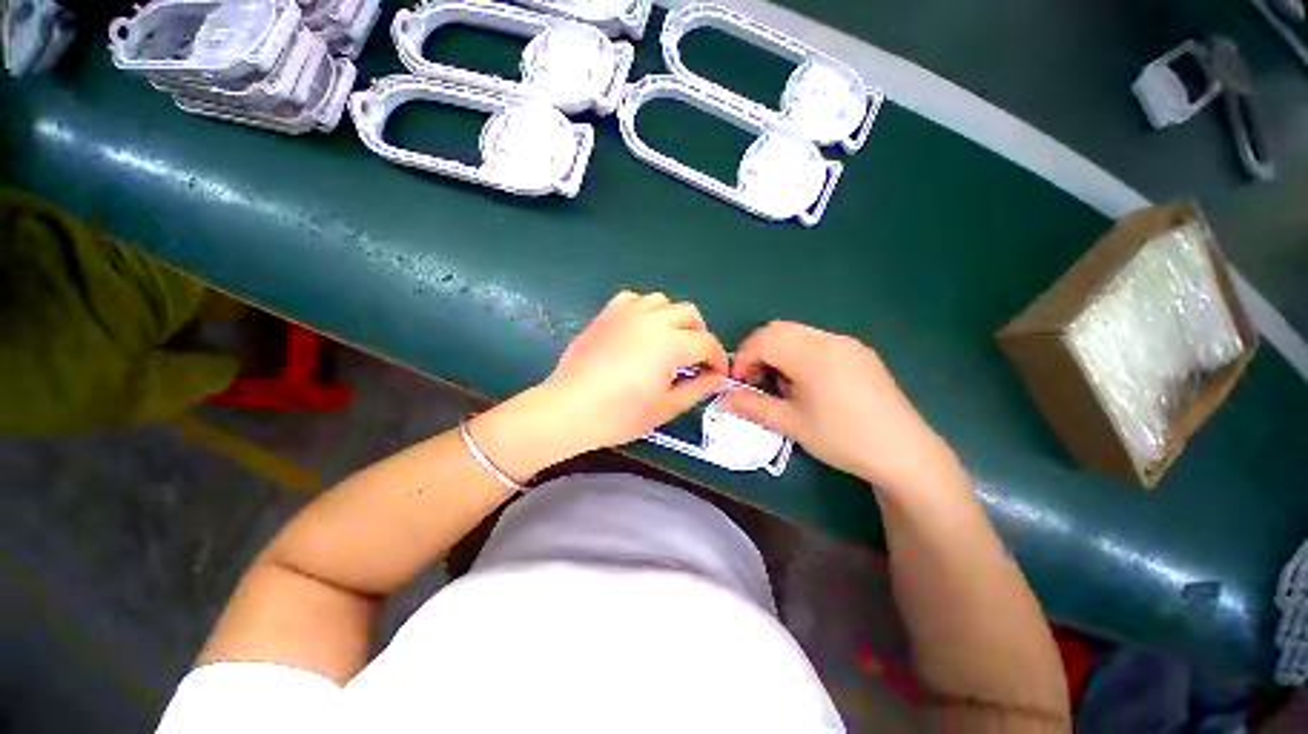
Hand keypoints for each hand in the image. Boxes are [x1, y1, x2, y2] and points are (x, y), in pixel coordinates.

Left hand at [539, 291, 728, 454]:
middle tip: (695, 359)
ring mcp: (627, 312)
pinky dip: (645, 310)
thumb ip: (697, 389)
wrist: (569, 408)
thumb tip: (717, 378)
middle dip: (699, 335)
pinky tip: (640, 330)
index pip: (706, 343)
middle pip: (689, 314)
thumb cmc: (619, 415)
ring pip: (663, 302)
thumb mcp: (665, 408)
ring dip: (674, 319)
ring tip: (669, 342)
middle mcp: (652, 320)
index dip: (718, 358)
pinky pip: (635, 299)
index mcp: (670, 344)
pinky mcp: (607, 314)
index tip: (718, 373)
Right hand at [724, 321, 957, 492]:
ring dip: (778, 351)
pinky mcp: (860, 352)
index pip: (764, 339)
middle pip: (779, 329)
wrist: (903, 452)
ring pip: (798, 333)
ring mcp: (848, 344)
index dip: (744, 357)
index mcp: (813, 355)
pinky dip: (799, 353)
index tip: (739, 383)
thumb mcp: (791, 424)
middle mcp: (830, 340)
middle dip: (758, 351)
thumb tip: (722, 397)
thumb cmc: (842, 439)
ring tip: (780, 384)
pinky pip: (818, 342)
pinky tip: (806, 382)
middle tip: (755, 381)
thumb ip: (752, 406)